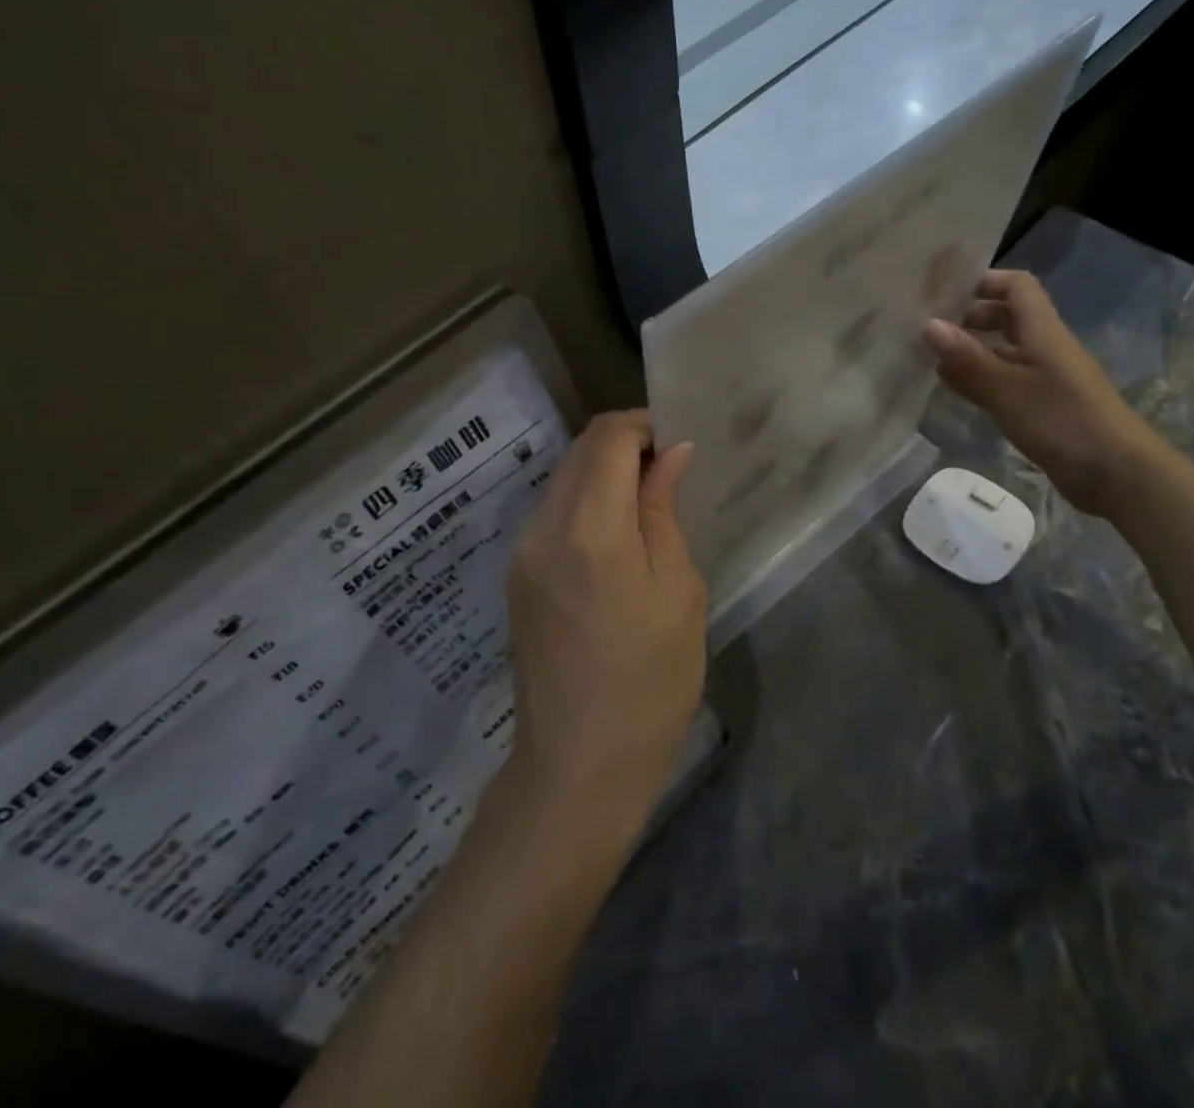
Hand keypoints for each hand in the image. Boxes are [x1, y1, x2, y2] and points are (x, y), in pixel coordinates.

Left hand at [501, 411, 707, 838]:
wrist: (578, 767)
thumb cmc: (650, 683)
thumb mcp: (678, 591)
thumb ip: (664, 510)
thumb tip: (670, 452)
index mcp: (589, 528)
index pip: (607, 437)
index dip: (643, 425)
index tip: (676, 444)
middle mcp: (543, 527)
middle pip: (579, 451)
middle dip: (623, 445)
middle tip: (668, 473)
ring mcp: (521, 552)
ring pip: (562, 479)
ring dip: (602, 473)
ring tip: (645, 505)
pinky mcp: (516, 575)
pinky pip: (551, 513)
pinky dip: (584, 503)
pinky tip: (614, 538)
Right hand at [923, 270, 1164, 516]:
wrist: (1118, 474)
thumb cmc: (1064, 422)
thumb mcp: (1008, 389)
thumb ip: (968, 358)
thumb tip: (928, 324)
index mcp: (1042, 332)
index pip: (1016, 287)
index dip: (984, 281)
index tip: (944, 292)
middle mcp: (1044, 347)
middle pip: (1008, 317)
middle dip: (969, 317)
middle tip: (928, 329)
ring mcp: (1045, 378)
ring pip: (1003, 351)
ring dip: (971, 351)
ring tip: (929, 358)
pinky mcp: (1042, 406)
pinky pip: (1005, 381)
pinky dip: (979, 379)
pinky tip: (953, 389)